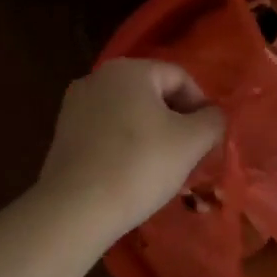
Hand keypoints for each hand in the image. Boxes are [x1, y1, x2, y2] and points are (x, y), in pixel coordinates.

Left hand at [37, 59, 226, 240]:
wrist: (76, 207)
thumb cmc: (140, 165)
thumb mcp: (192, 141)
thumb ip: (213, 121)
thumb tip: (213, 116)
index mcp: (130, 69)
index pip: (180, 78)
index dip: (201, 107)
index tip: (209, 140)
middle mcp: (98, 77)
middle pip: (152, 94)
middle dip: (176, 122)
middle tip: (189, 156)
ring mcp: (75, 105)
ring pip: (128, 114)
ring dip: (151, 135)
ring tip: (161, 169)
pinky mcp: (63, 134)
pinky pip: (106, 132)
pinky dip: (124, 147)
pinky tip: (131, 175)